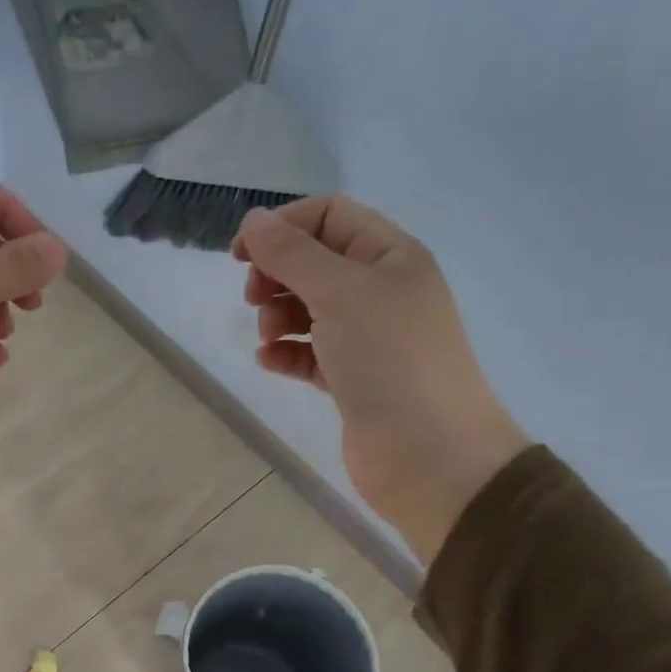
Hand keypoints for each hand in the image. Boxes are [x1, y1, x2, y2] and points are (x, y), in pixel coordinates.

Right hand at [232, 197, 527, 563]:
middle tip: (255, 298)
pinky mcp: (352, 380)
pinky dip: (286, 353)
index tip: (240, 255)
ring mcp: (368, 339)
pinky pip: (310, 353)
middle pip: (315, 262)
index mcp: (390, 256)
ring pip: (310, 309)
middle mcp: (381, 291)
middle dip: (278, 274)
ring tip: (269, 337)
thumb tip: (253, 220)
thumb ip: (292, 254)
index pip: (329, 217)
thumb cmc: (389, 360)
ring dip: (279, 316)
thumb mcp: (340, 292)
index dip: (283, 227)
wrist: (430, 455)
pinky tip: (270, 362)